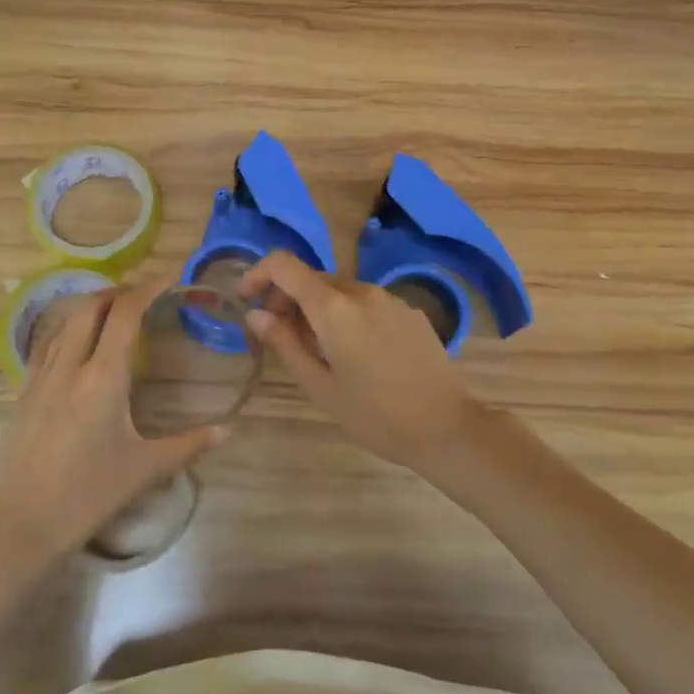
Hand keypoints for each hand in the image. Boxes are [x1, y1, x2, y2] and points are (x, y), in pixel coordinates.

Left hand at [0, 276, 226, 560]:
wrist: (22, 524)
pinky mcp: (23, 394)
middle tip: (140, 294)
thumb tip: (228, 430)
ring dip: (88, 307)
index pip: (124, 316)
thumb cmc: (88, 494)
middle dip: (116, 292)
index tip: (168, 278)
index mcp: (102, 378)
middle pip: (89, 309)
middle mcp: (69, 367)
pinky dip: (66, 329)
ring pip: (63, 324)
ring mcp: (40, 379)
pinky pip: (45, 346)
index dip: (146, 289)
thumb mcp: (144, 468)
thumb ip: (188, 444)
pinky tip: (73, 344)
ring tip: (110, 310)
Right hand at [239, 251, 486, 474]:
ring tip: (318, 353)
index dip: (258, 274)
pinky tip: (356, 354)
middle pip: (312, 279)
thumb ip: (285, 344)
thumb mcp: (320, 386)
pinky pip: (367, 303)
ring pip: (340, 292)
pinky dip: (347, 316)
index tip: (246, 299)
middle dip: (287, 300)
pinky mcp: (410, 313)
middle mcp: (362, 291)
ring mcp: (390, 299)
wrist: (446, 428)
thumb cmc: (375, 415)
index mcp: (334, 308)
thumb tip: (255, 315)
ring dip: (318, 310)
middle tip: (280, 339)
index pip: (284, 265)